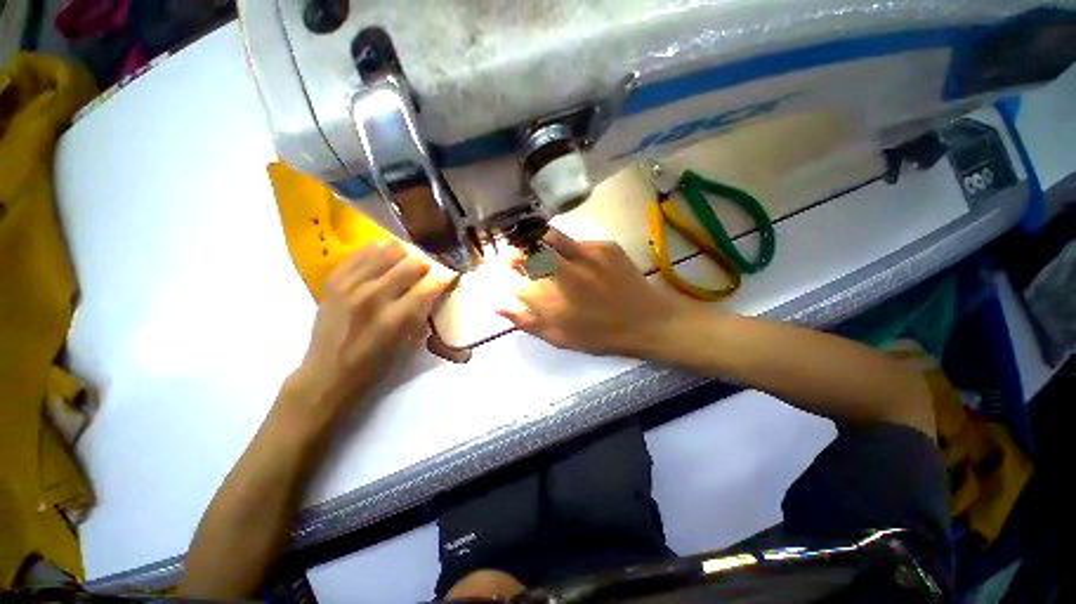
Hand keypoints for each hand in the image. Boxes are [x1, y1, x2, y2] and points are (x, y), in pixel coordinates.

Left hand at [286, 241, 451, 424]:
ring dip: (405, 256)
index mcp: (395, 319)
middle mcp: (373, 297)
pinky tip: (384, 263)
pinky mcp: (335, 278)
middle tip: (426, 274)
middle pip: (413, 263)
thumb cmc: (375, 365)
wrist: (327, 372)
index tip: (449, 277)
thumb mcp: (408, 343)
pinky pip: (364, 250)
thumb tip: (436, 286)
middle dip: (427, 267)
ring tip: (405, 266)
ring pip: (389, 250)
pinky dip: (380, 253)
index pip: (430, 285)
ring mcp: (350, 284)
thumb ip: (423, 311)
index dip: (445, 278)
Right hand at [499, 229, 692, 356]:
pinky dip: (566, 246)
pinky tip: (573, 258)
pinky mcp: (603, 246)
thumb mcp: (559, 338)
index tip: (510, 277)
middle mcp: (561, 273)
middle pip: (525, 253)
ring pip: (546, 236)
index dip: (506, 277)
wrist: (646, 321)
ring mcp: (583, 255)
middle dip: (515, 255)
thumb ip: (525, 322)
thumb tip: (497, 305)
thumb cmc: (600, 336)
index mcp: (548, 301)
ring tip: (537, 249)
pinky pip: (575, 240)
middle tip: (517, 259)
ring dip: (535, 241)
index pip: (513, 280)